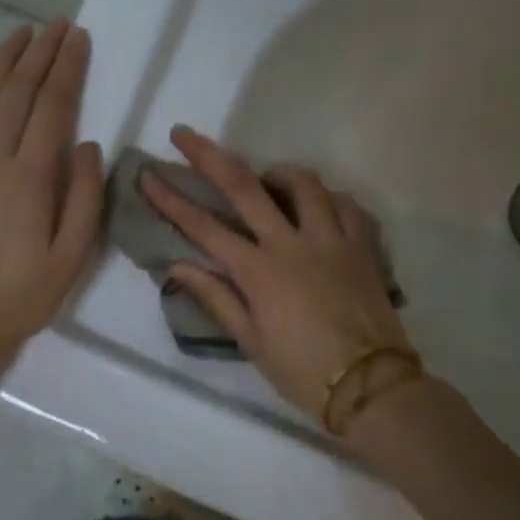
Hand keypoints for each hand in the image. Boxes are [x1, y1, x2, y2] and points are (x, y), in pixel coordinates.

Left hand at [0, 19, 103, 399]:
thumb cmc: (20, 298)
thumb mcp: (70, 258)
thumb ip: (86, 198)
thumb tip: (91, 146)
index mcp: (29, 179)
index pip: (52, 107)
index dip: (67, 69)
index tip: (80, 38)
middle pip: (18, 92)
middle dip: (41, 53)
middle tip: (59, 23)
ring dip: (7, 60)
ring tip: (25, 33)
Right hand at [142, 126, 414, 427]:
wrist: (370, 385)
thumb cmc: (302, 370)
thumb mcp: (250, 340)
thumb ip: (215, 297)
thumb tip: (177, 266)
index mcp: (259, 271)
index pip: (203, 227)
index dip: (171, 199)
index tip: (148, 175)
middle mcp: (292, 243)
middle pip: (245, 186)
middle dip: (209, 156)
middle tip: (184, 134)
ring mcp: (331, 239)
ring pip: (302, 183)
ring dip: (276, 172)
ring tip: (265, 178)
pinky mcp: (362, 245)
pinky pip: (344, 204)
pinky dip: (325, 197)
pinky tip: (316, 204)